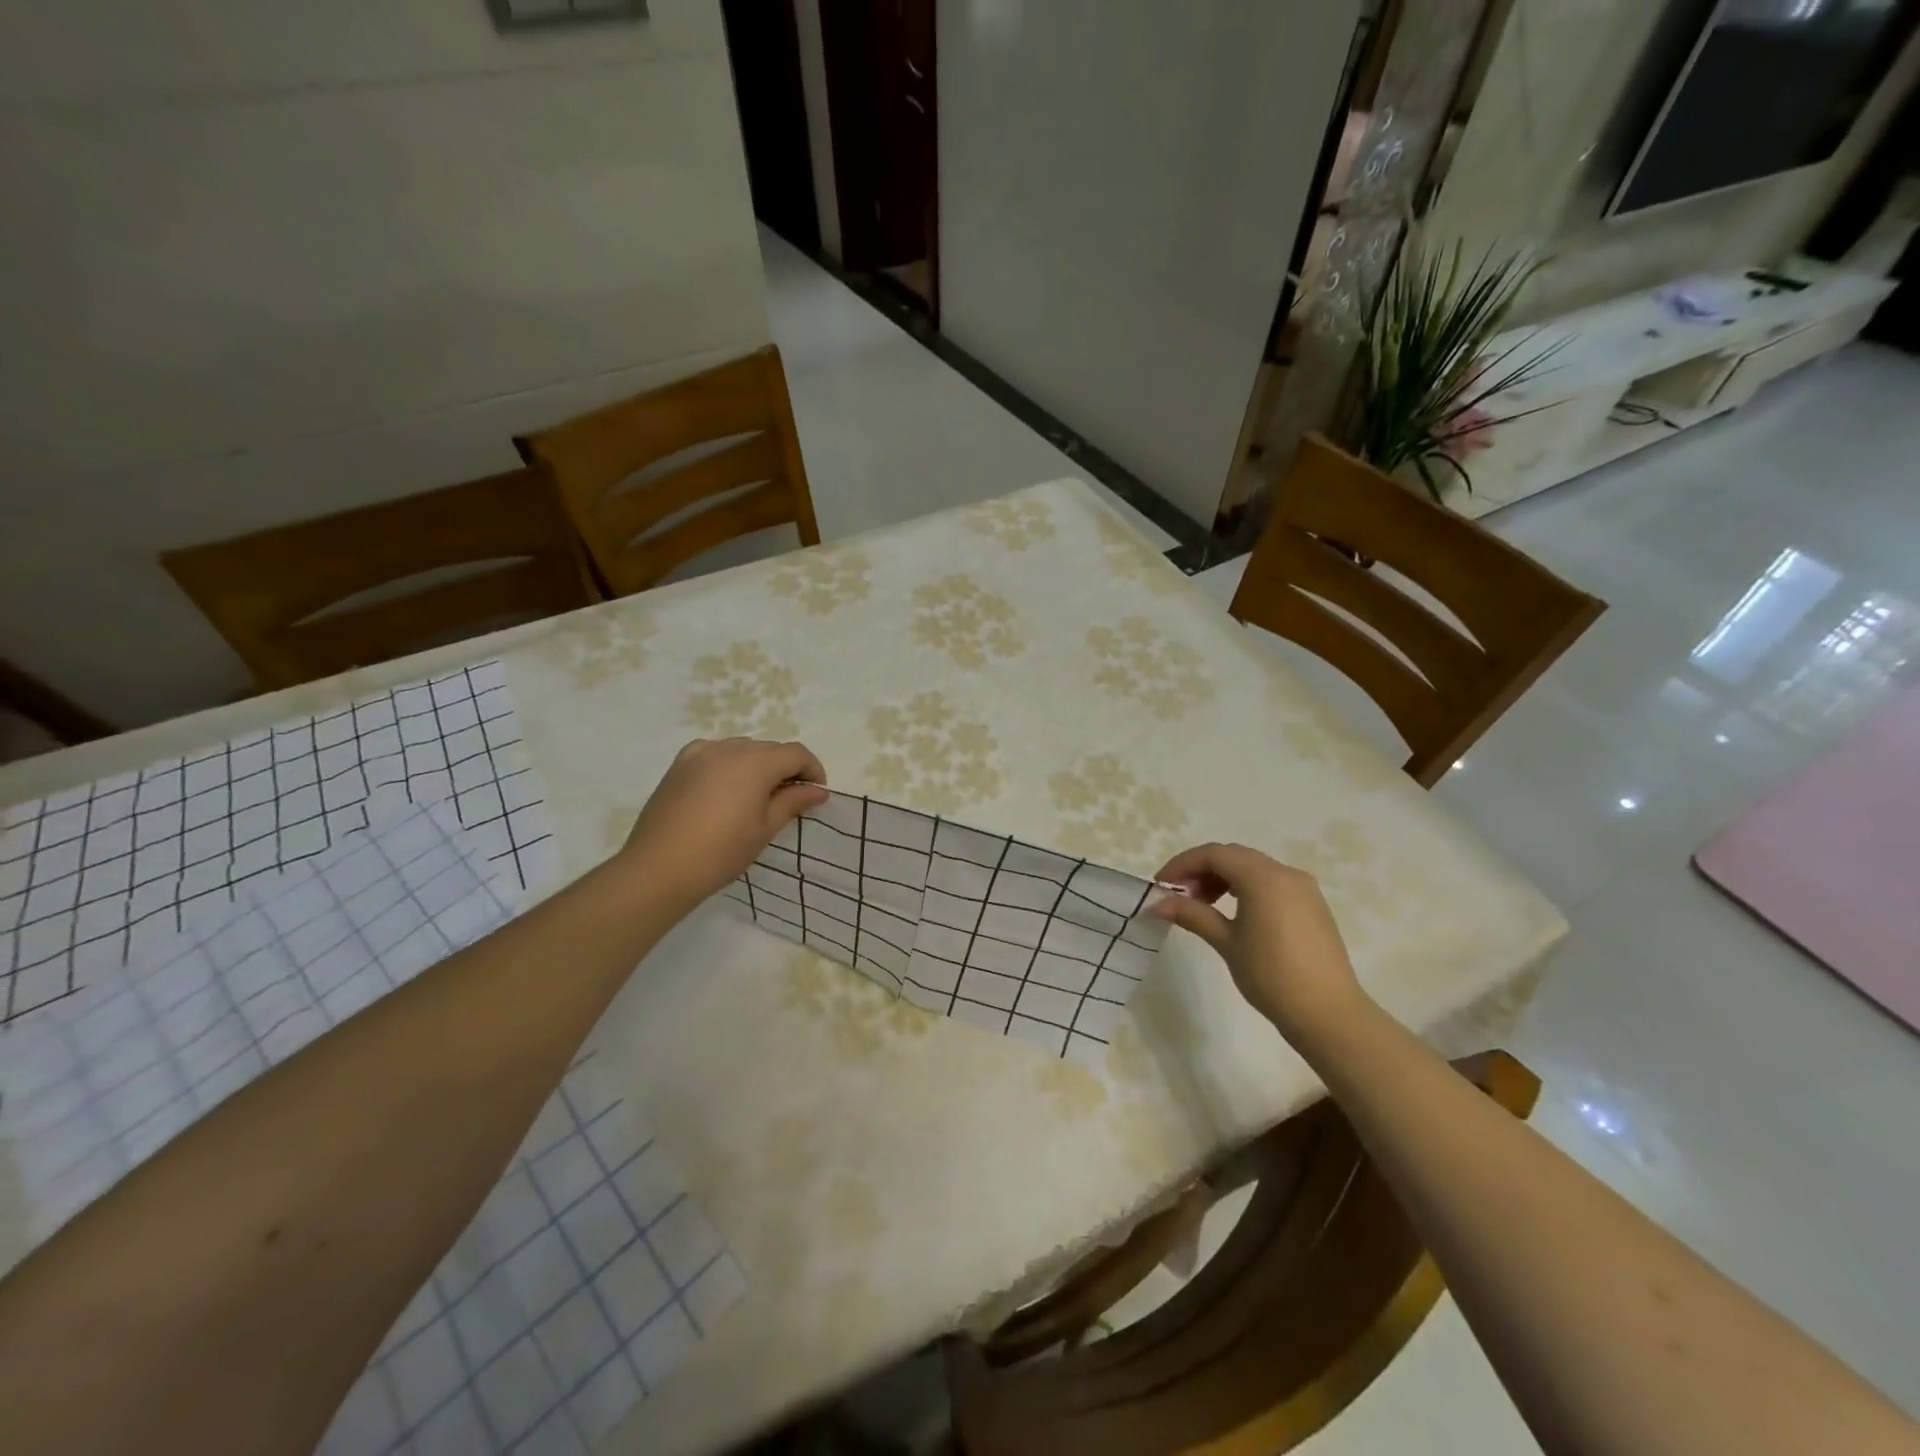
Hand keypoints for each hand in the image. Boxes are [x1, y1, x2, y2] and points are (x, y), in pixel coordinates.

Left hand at [619, 738, 829, 908]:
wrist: (659, 868)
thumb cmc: (721, 852)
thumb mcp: (764, 828)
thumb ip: (793, 802)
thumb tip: (818, 791)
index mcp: (755, 763)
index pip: (795, 753)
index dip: (812, 769)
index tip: (817, 792)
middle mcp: (729, 749)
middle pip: (769, 748)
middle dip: (786, 768)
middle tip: (791, 797)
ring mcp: (700, 753)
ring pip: (742, 749)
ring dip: (758, 764)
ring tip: (758, 794)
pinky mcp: (679, 764)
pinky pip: (714, 752)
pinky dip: (728, 763)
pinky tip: (726, 786)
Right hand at [1153, 842, 1369, 1044]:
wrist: (1328, 1013)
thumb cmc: (1271, 976)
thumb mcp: (1227, 943)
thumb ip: (1193, 915)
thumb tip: (1158, 903)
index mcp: (1263, 877)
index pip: (1214, 854)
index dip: (1182, 865)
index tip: (1161, 886)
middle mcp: (1285, 873)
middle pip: (1233, 856)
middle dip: (1201, 870)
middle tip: (1179, 896)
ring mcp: (1303, 888)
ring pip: (1253, 868)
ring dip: (1223, 878)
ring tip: (1203, 906)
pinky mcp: (1312, 905)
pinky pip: (1271, 883)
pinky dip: (1246, 888)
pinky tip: (1233, 913)